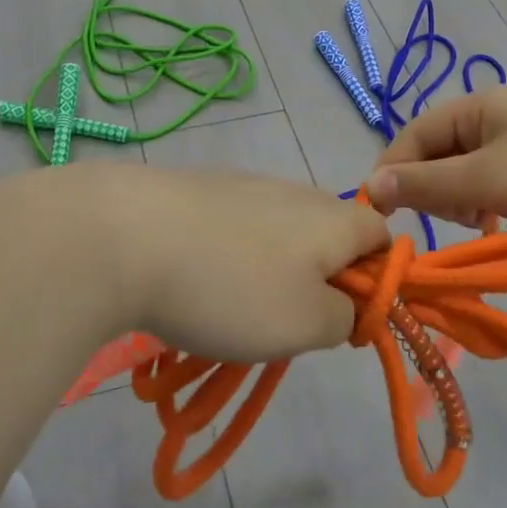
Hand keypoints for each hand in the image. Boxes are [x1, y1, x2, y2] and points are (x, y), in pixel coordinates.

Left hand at [0, 165, 388, 361]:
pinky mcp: (200, 189)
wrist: (124, 235)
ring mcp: (243, 184)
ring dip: (272, 271)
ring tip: (234, 307)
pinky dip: (230, 255)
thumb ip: (345, 316)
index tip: (344, 319)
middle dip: (319, 280)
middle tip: (286, 321)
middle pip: (329, 234)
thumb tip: (347, 304)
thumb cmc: (230, 287)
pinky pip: (236, 226)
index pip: (382, 235)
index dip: (377, 279)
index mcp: (332, 217)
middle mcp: (294, 190)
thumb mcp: (305, 324)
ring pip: (279, 232)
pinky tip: (197, 280)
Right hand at [365, 89, 506, 247]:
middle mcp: (495, 117)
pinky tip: (492, 223)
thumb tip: (370, 188)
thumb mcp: (485, 180)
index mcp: (480, 105)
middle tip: (451, 217)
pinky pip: (486, 185)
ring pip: (461, 173)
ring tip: (477, 221)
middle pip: (437, 152)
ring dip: (457, 200)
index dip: (395, 169)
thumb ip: (425, 183)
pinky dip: (480, 205)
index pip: (416, 132)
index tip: (382, 210)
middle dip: (433, 187)